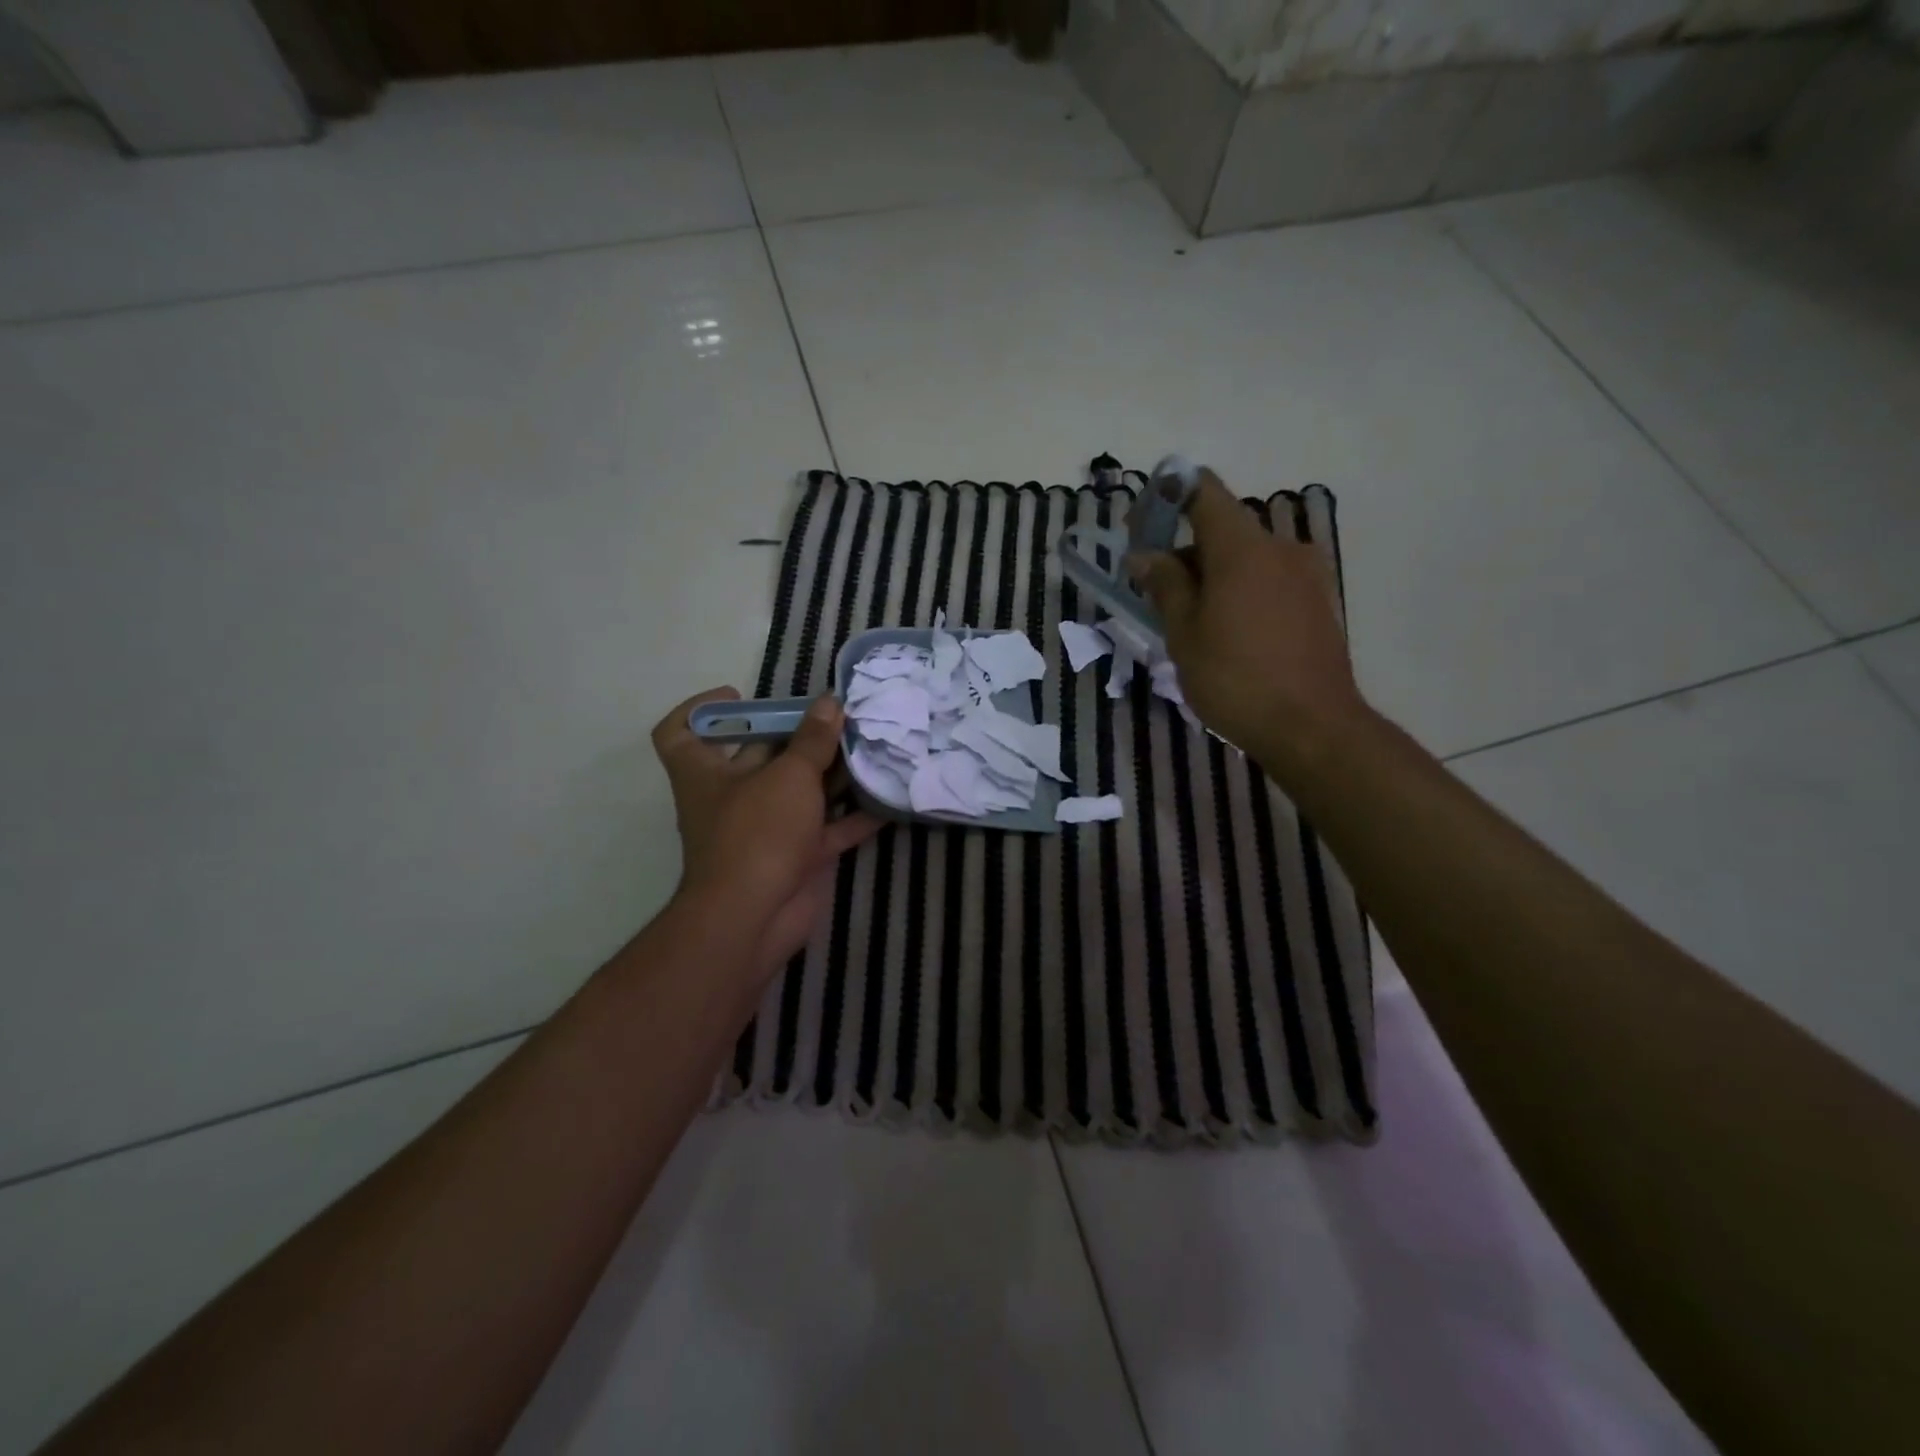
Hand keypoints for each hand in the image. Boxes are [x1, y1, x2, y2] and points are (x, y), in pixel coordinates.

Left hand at [653, 689, 880, 980]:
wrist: (755, 918)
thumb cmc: (758, 832)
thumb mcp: (789, 776)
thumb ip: (813, 740)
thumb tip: (830, 703)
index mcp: (705, 772)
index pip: (681, 732)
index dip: (703, 709)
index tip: (740, 697)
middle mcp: (731, 797)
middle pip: (758, 756)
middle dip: (795, 737)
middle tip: (836, 717)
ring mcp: (764, 830)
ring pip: (798, 794)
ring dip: (830, 775)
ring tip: (867, 748)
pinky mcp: (795, 858)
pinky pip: (827, 831)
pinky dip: (852, 818)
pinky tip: (886, 800)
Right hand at [1129, 471, 1369, 781]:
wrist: (1312, 727)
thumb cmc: (1235, 678)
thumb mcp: (1184, 634)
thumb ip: (1165, 586)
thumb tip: (1145, 555)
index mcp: (1242, 547)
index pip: (1203, 490)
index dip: (1167, 495)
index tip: (1141, 526)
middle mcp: (1279, 547)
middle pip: (1223, 530)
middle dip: (1186, 553)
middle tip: (1158, 596)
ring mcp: (1306, 574)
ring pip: (1247, 559)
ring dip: (1214, 577)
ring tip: (1193, 625)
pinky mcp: (1319, 601)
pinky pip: (1270, 580)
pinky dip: (1242, 592)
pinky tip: (1230, 635)